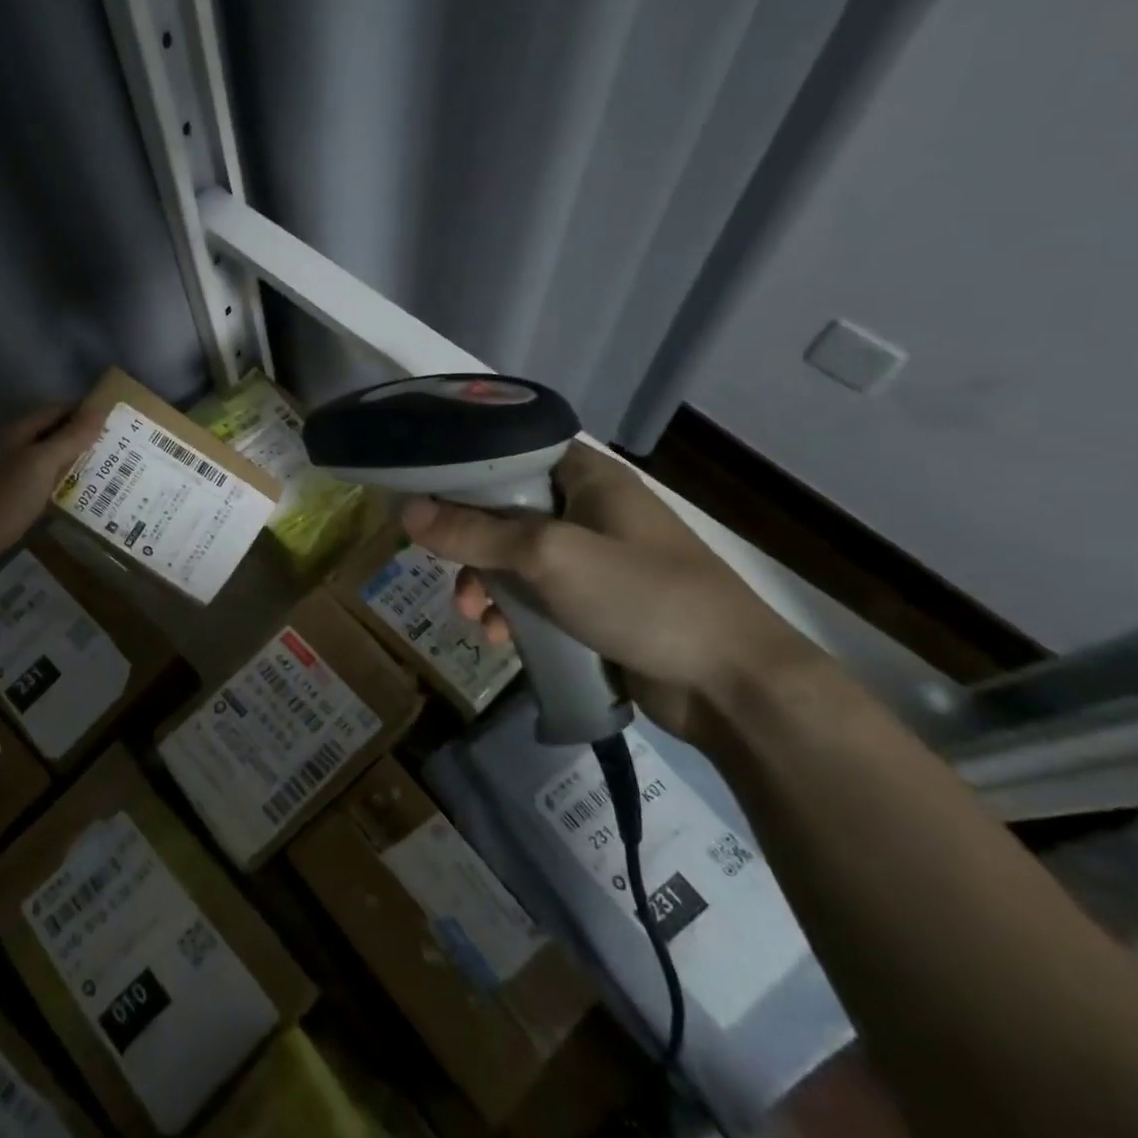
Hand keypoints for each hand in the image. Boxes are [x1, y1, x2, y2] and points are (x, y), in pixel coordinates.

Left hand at [0, 405, 104, 584]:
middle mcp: (8, 445)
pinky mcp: (1, 496)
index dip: (84, 412)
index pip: (57, 410)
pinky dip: (56, 481)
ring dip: (69, 461)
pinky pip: (36, 479)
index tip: (116, 420)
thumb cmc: (3, 498)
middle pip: (49, 433)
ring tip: (102, 471)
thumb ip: (70, 438)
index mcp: (16, 431)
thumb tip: (100, 409)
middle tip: (116, 449)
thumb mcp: (42, 465)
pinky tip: (72, 495)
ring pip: (43, 458)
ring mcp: (2, 471)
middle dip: (80, 437)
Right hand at [401, 442, 826, 740]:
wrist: (732, 685)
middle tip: (443, 568)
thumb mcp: (548, 557)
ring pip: (515, 557)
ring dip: (486, 583)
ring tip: (474, 616)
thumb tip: (404, 511)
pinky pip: (536, 595)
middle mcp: (588, 509)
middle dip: (468, 543)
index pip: (512, 453)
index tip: (420, 491)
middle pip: (505, 509)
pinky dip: (512, 611)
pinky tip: (500, 638)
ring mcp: (594, 559)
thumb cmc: (643, 597)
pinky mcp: (595, 603)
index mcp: (587, 477)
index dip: (464, 469)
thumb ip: (474, 533)